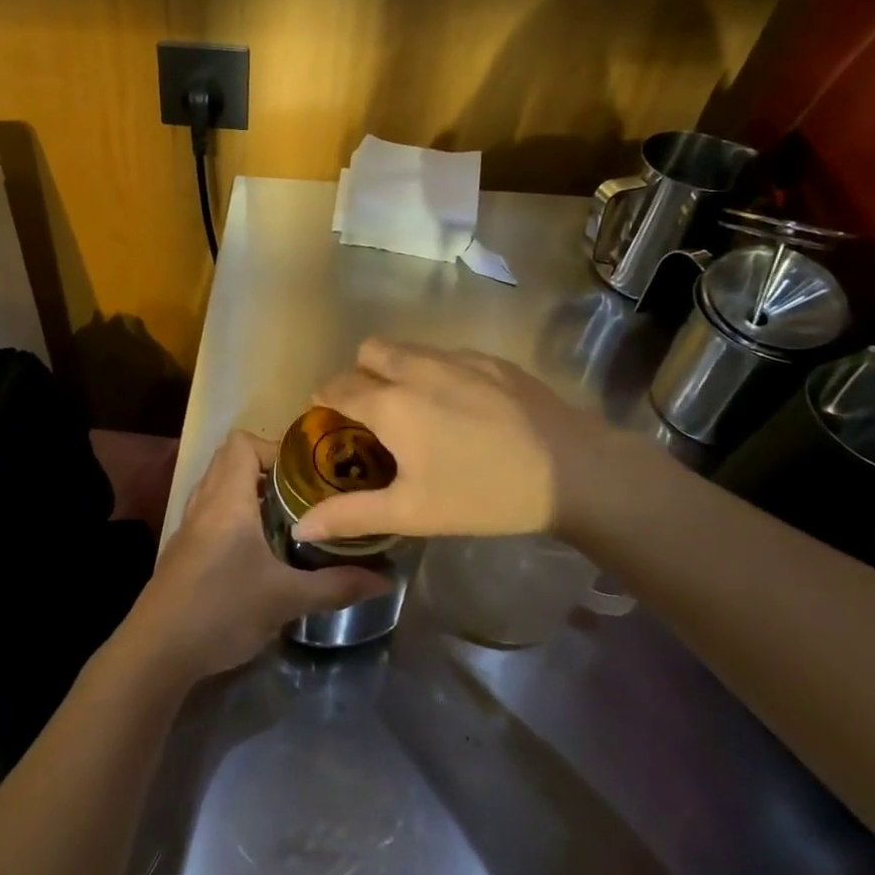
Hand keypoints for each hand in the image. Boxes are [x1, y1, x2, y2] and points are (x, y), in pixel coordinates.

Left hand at [125, 430, 393, 678]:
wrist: (156, 650)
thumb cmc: (221, 609)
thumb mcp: (285, 599)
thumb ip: (336, 586)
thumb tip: (386, 579)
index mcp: (227, 499)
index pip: (242, 442)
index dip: (274, 448)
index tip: (307, 473)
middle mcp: (204, 502)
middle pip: (229, 459)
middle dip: (267, 468)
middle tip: (304, 492)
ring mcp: (188, 526)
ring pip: (217, 487)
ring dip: (248, 491)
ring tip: (285, 516)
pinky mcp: (182, 550)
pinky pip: (209, 512)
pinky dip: (233, 515)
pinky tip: (256, 549)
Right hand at [294, 338, 608, 543]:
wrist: (573, 471)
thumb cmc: (483, 495)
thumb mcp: (412, 512)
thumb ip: (352, 515)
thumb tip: (301, 526)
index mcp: (390, 402)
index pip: (336, 385)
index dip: (324, 399)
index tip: (330, 421)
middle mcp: (417, 367)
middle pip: (368, 351)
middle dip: (360, 374)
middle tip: (375, 413)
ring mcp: (458, 358)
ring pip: (409, 348)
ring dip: (398, 369)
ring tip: (419, 410)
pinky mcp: (492, 359)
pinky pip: (447, 354)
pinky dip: (438, 372)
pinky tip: (463, 408)